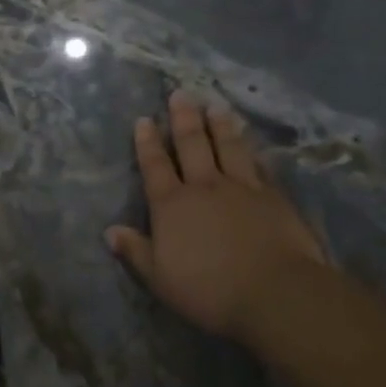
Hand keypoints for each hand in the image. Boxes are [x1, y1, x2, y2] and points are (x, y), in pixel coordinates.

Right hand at [106, 91, 331, 340]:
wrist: (275, 292)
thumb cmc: (209, 289)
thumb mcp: (160, 277)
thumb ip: (136, 252)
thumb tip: (110, 231)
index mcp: (172, 205)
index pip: (155, 166)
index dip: (148, 142)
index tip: (144, 120)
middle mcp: (204, 187)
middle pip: (192, 145)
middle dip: (184, 119)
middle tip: (181, 94)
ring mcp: (242, 188)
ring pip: (229, 148)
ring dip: (220, 126)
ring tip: (216, 106)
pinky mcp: (274, 198)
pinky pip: (259, 167)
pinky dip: (253, 153)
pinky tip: (253, 146)